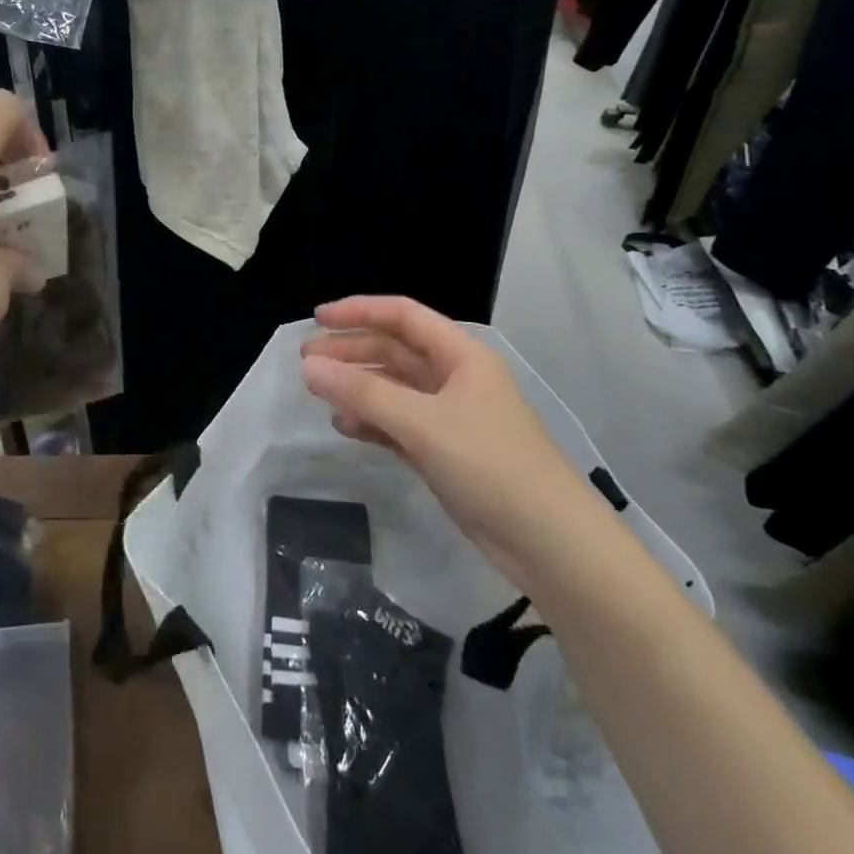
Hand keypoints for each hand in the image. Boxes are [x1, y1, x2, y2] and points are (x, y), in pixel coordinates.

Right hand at [300, 297, 598, 583]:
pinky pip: (398, 424)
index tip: (316, 319)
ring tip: (319, 395)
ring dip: (358, 389)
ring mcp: (449, 417)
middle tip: (306, 364)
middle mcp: (455, 378)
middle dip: (351, 354)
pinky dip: (372, 422)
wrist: (547, 541)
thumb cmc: (489, 463)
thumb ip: (364, 394)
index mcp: (461, 355)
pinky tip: (345, 428)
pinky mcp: (444, 452)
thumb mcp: (423, 423)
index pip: (403, 316)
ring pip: (394, 390)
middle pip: (394, 352)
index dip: (359, 312)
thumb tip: (310, 368)